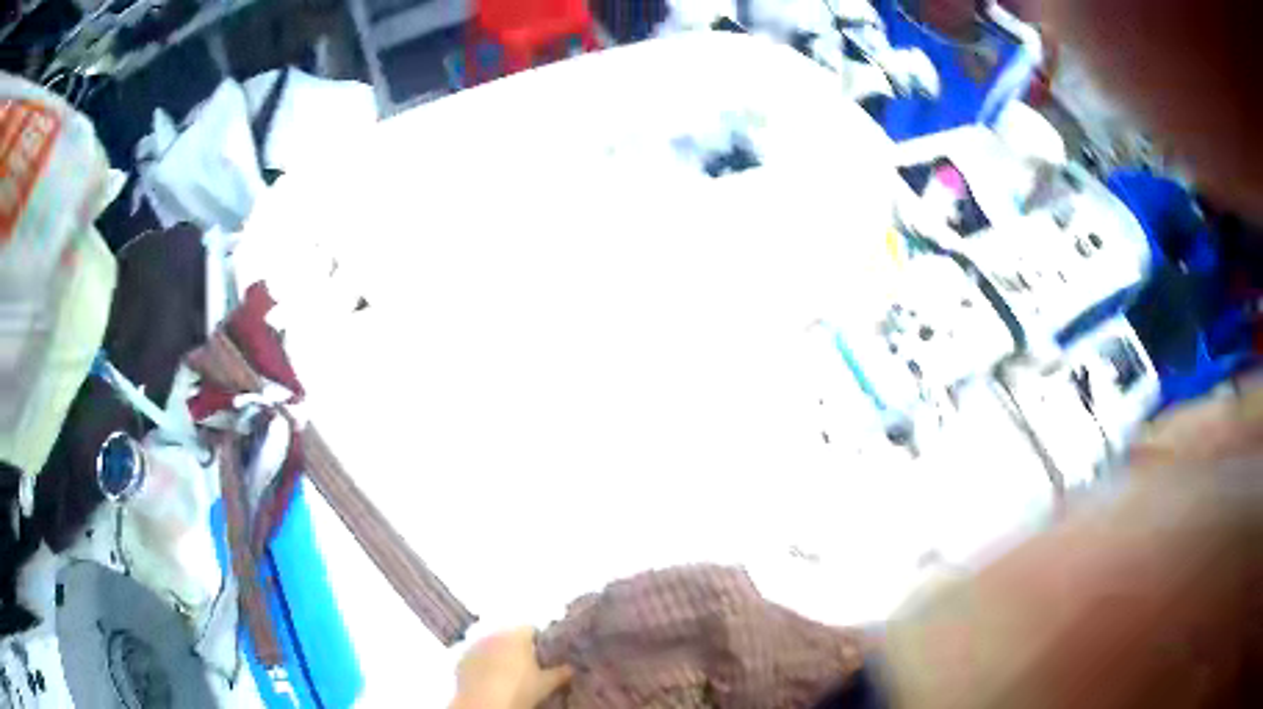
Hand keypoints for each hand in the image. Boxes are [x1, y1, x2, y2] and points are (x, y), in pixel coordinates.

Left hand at [450, 628, 572, 708]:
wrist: (484, 702)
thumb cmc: (520, 689)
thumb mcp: (546, 684)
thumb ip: (560, 673)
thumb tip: (571, 668)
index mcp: (517, 635)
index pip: (531, 629)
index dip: (538, 641)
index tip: (542, 654)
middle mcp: (495, 633)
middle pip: (508, 634)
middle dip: (515, 645)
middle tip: (525, 663)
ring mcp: (475, 644)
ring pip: (490, 643)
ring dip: (497, 652)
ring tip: (505, 670)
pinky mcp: (461, 658)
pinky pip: (475, 655)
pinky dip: (481, 662)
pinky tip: (488, 676)